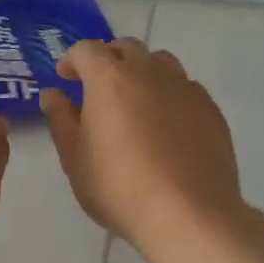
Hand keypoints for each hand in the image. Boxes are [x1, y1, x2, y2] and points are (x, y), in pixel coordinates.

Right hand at [40, 39, 245, 251]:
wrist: (188, 214)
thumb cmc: (119, 187)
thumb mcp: (75, 158)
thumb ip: (60, 119)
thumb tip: (53, 94)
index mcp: (109, 78)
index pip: (86, 50)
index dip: (72, 60)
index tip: (65, 78)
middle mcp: (148, 71)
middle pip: (126, 48)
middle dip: (108, 60)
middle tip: (98, 87)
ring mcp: (183, 87)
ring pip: (160, 62)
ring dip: (143, 71)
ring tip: (136, 101)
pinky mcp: (210, 109)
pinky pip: (185, 87)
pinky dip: (170, 94)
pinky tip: (168, 124)